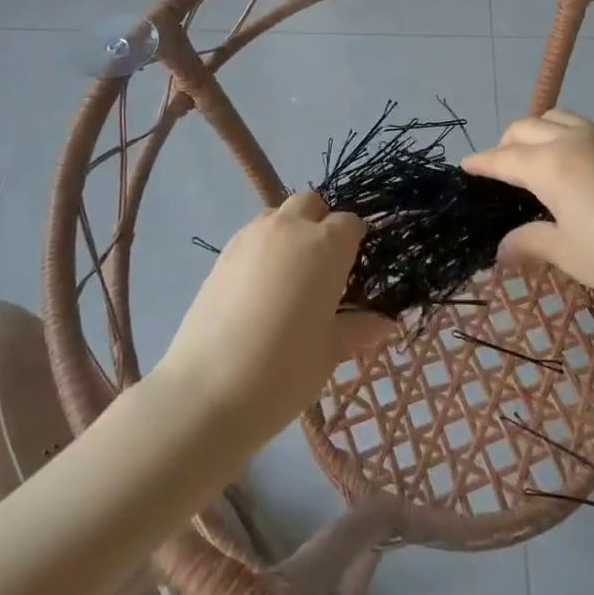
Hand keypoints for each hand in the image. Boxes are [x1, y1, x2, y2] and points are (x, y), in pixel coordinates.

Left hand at [153, 191, 396, 443]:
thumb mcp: (330, 351)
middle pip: (311, 204)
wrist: (207, 390)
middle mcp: (289, 229)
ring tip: (291, 277)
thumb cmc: (284, 370)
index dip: (356, 242)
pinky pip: (252, 236)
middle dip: (321, 223)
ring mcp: (250, 237)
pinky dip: (264, 248)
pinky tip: (261, 288)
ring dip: (290, 232)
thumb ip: (359, 328)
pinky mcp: (222, 254)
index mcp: (325, 245)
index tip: (356, 270)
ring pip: (278, 215)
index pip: (350, 223)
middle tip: (325, 267)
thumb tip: (386, 324)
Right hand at [463, 111, 593, 327]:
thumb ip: (530, 242)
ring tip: (532, 165)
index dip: (481, 163)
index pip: (503, 157)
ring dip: (535, 133)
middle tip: (498, 174)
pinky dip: (560, 135)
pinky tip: (568, 168)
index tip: (464, 168)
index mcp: (551, 165)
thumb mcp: (569, 254)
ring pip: (555, 118)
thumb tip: (502, 248)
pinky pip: (580, 126)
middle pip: (526, 127)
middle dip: (505, 144)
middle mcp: (573, 140)